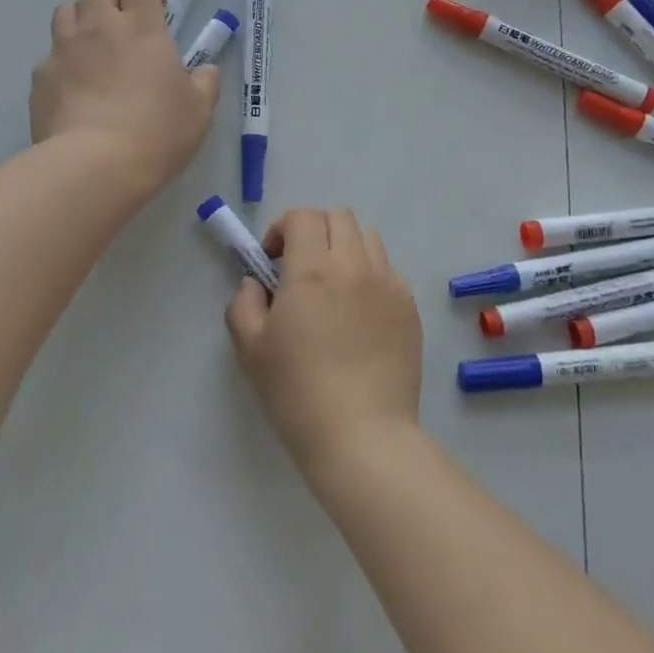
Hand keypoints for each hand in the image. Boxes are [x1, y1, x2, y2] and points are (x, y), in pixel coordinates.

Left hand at [31, 0, 217, 195]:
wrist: (94, 164)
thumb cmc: (157, 132)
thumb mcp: (199, 111)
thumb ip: (205, 83)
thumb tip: (204, 71)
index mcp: (142, 29)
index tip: (157, 11)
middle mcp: (99, 28)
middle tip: (122, 25)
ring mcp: (64, 50)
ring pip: (64, 12)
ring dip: (80, 21)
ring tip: (94, 50)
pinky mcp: (40, 78)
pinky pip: (49, 56)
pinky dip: (62, 63)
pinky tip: (74, 90)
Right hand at [225, 208, 423, 476]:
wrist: (363, 436)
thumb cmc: (298, 392)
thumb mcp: (250, 350)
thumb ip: (244, 304)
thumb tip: (256, 284)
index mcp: (312, 269)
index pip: (303, 216)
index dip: (282, 228)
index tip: (272, 261)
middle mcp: (354, 266)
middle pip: (339, 217)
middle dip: (314, 231)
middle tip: (300, 268)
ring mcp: (389, 284)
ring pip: (368, 239)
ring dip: (345, 248)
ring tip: (333, 287)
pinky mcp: (409, 308)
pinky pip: (389, 271)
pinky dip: (370, 275)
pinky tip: (359, 314)